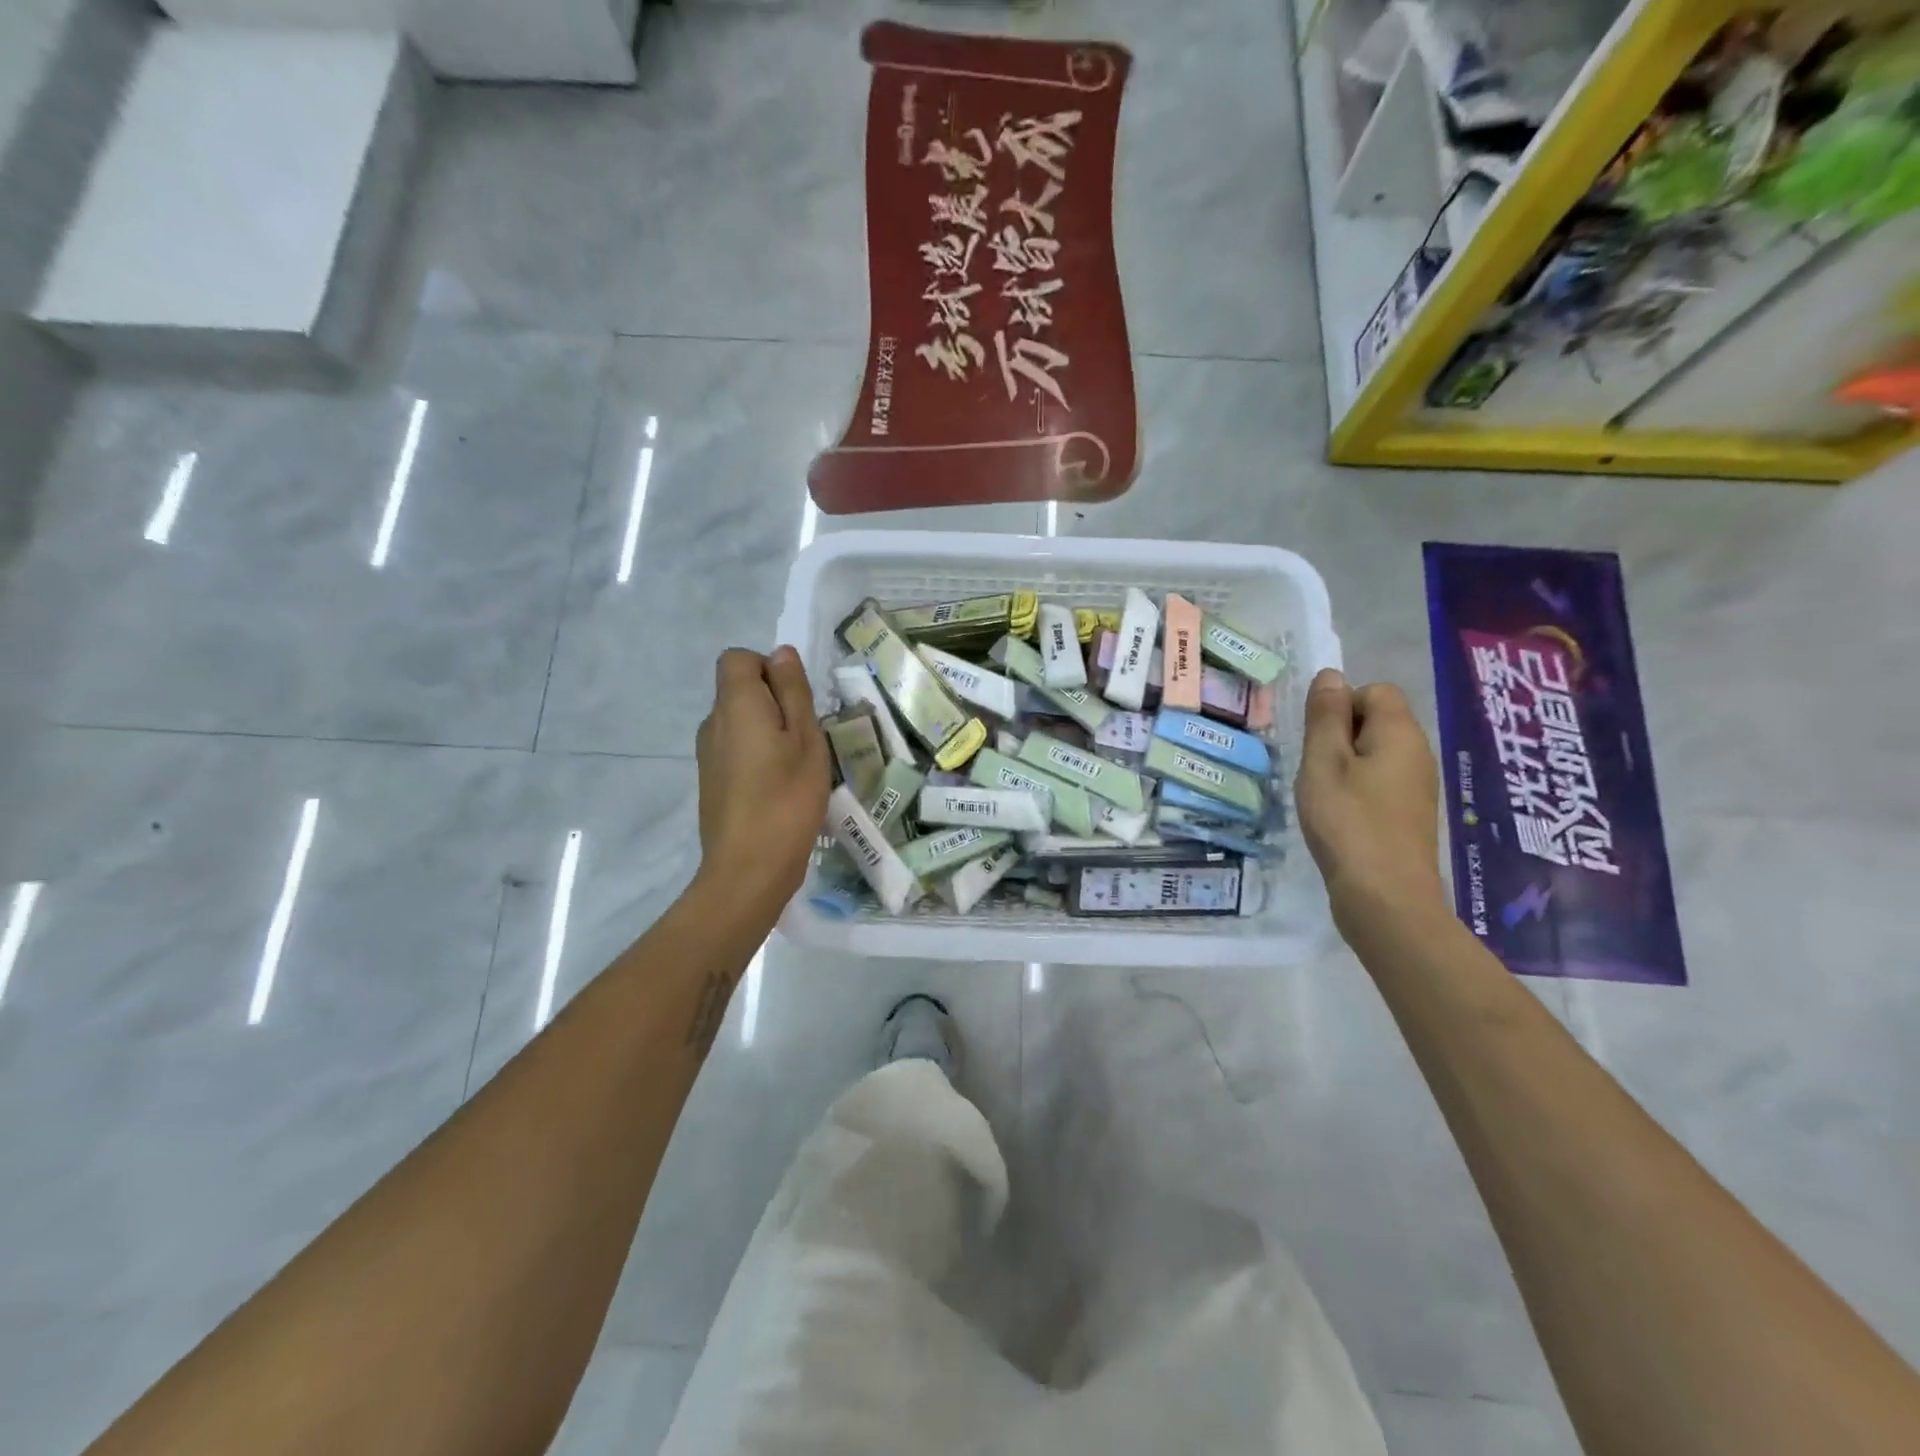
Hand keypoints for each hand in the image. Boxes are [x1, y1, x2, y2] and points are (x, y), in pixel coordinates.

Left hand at [693, 646, 830, 918]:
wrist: (748, 869)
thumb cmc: (786, 798)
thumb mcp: (805, 738)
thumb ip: (792, 691)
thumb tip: (780, 653)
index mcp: (734, 705)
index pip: (737, 658)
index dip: (769, 668)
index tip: (796, 701)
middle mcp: (712, 724)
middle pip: (739, 691)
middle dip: (775, 703)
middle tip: (807, 738)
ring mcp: (708, 755)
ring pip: (741, 724)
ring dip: (770, 733)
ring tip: (798, 767)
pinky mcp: (712, 782)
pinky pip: (737, 750)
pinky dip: (759, 757)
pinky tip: (781, 789)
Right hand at [1294, 669, 1446, 931]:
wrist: (1385, 897)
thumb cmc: (1348, 822)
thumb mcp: (1323, 762)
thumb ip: (1325, 716)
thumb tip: (1331, 675)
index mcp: (1400, 733)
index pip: (1374, 691)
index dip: (1340, 706)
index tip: (1318, 742)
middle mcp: (1417, 753)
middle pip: (1377, 721)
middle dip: (1340, 736)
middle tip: (1315, 770)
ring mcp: (1417, 786)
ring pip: (1376, 754)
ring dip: (1345, 765)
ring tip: (1323, 795)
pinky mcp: (1409, 814)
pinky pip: (1380, 782)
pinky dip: (1356, 790)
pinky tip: (1339, 817)